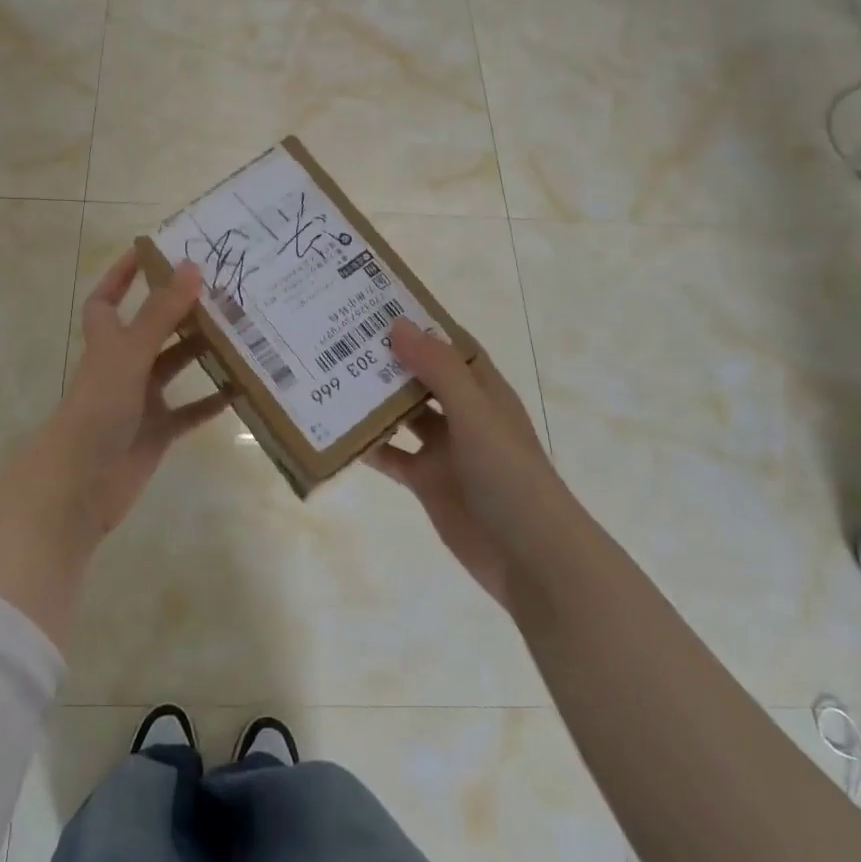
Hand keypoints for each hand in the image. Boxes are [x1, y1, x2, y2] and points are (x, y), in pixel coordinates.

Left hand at [42, 249, 230, 539]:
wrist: (79, 485)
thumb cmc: (97, 408)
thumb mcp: (129, 354)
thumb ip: (161, 314)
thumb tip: (193, 266)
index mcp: (107, 342)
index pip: (108, 299)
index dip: (122, 275)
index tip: (151, 251)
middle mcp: (123, 367)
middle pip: (153, 330)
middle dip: (181, 311)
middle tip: (222, 289)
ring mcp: (140, 401)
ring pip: (175, 368)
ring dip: (202, 352)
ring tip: (241, 331)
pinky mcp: (157, 432)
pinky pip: (190, 412)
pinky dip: (211, 401)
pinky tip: (241, 389)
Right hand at [363, 319, 566, 606]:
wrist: (530, 557)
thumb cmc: (509, 475)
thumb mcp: (475, 414)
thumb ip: (437, 370)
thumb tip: (397, 324)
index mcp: (483, 391)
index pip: (450, 345)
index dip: (421, 324)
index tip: (377, 304)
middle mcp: (463, 414)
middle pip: (421, 377)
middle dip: (388, 359)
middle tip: (339, 338)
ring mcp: (444, 450)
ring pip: (403, 415)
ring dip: (374, 400)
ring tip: (330, 378)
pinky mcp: (428, 482)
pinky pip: (392, 457)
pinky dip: (370, 446)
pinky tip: (338, 434)